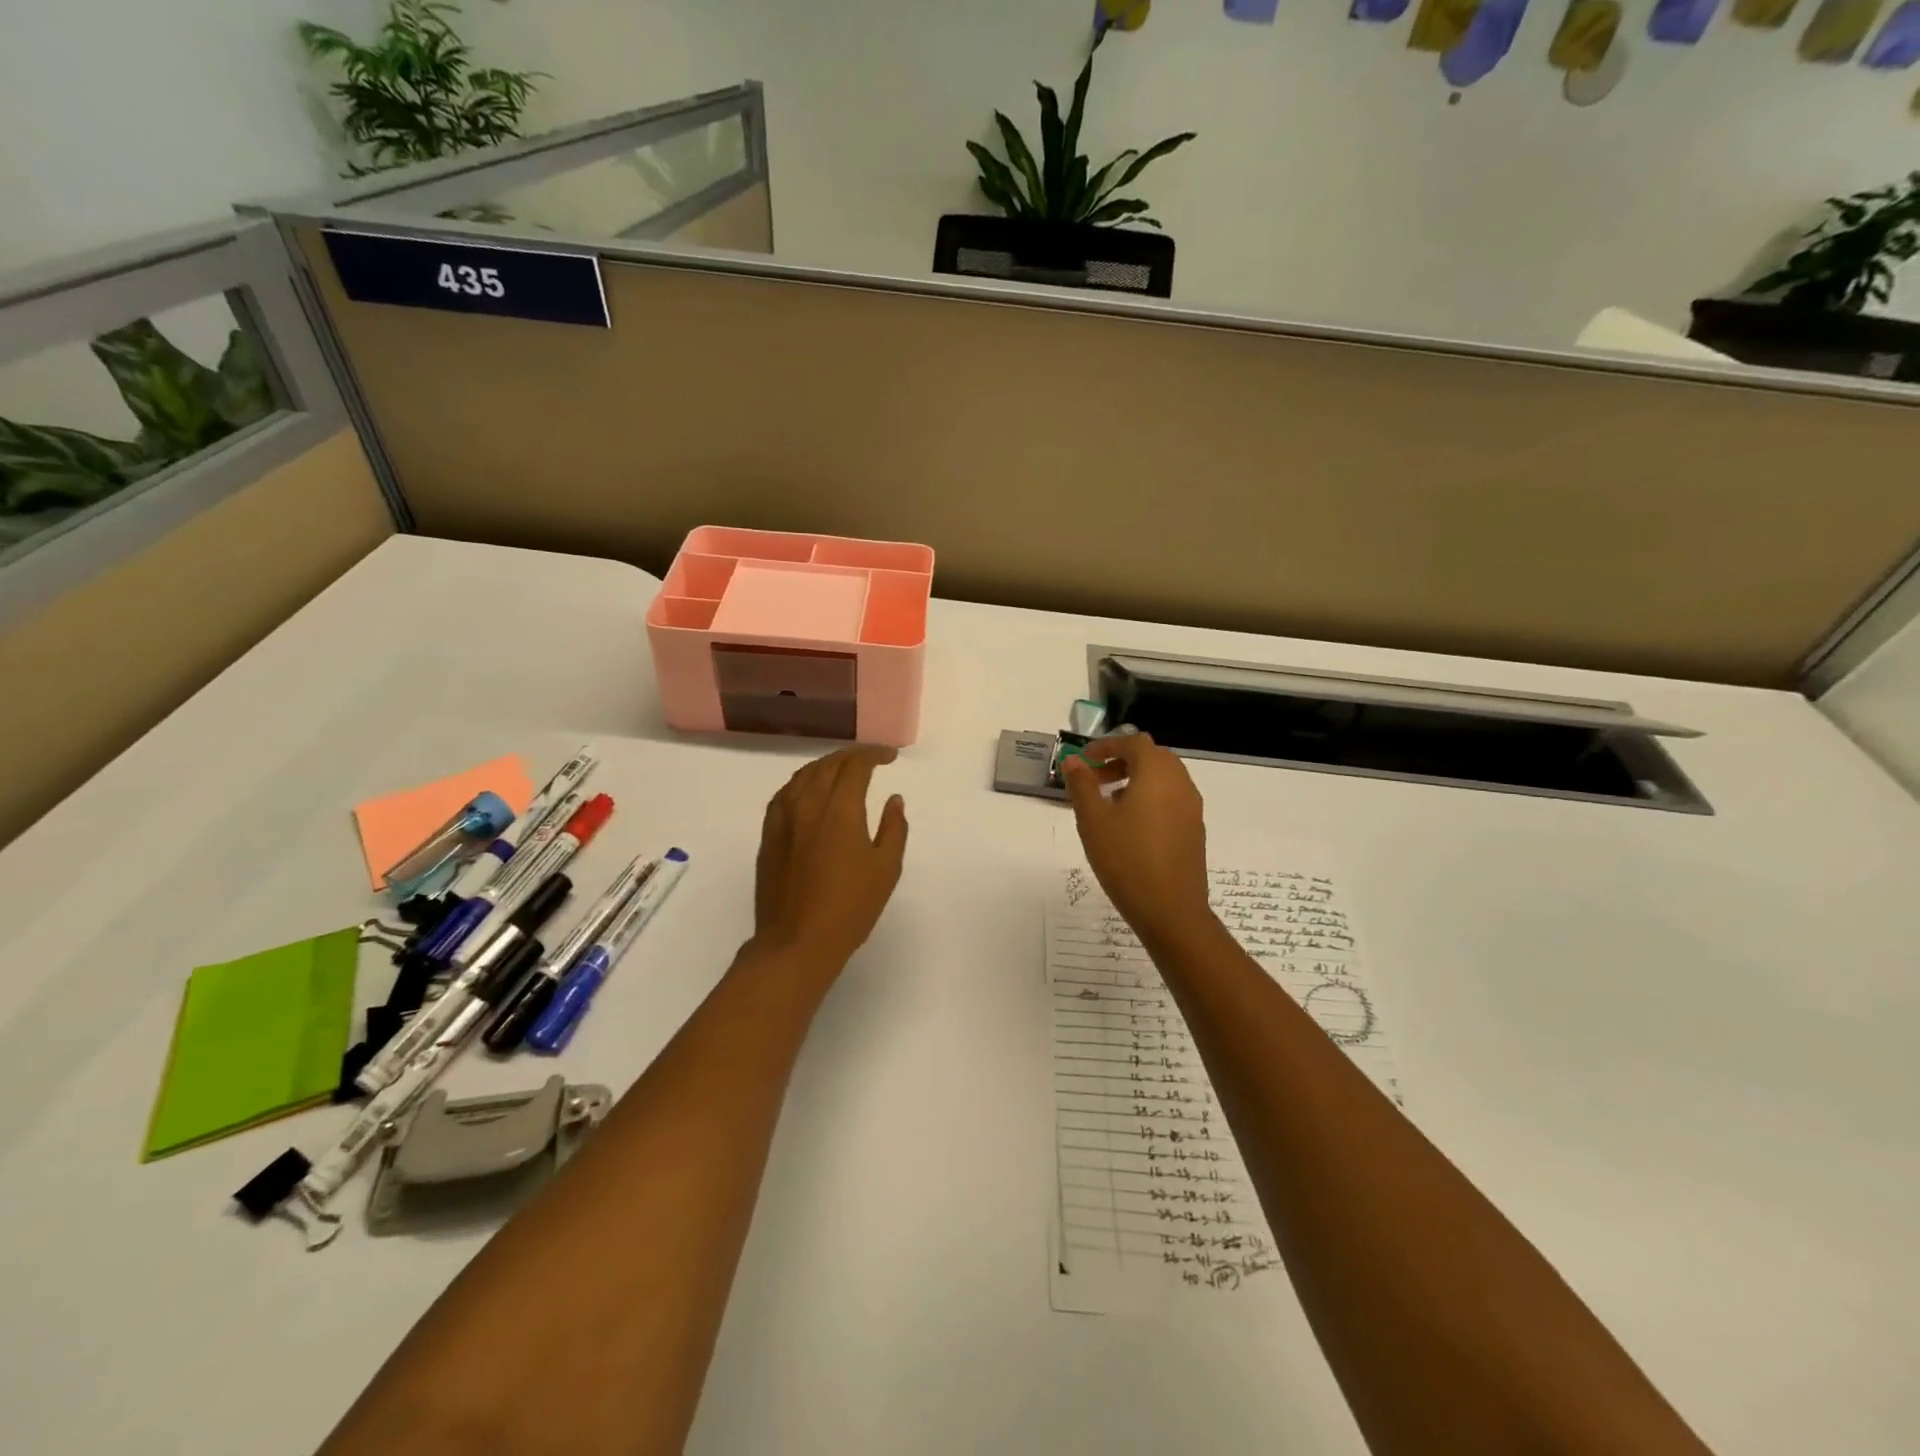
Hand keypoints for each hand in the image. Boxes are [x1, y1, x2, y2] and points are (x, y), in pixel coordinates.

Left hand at [751, 745, 909, 978]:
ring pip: (803, 775)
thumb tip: (893, 800)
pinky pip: (784, 794)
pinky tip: (809, 791)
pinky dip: (802, 783)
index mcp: (840, 809)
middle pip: (828, 765)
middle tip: (870, 760)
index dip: (874, 755)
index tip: (890, 757)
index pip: (855, 766)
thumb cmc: (850, 907)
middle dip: (851, 757)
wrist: (796, 941)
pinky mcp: (768, 834)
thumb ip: (893, 828)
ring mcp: (783, 818)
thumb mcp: (886, 869)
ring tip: (842, 770)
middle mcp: (808, 804)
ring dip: (826, 765)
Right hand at [1062, 733, 1216, 949]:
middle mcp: (1180, 783)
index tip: (1084, 760)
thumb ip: (1082, 784)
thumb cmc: (1125, 859)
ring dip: (1137, 780)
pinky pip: (1172, 799)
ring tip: (1109, 804)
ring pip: (1164, 778)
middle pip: (1152, 757)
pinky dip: (1151, 798)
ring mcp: (1192, 807)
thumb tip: (1073, 760)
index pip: (1134, 742)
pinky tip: (1131, 826)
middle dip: (1122, 761)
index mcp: (1156, 773)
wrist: (1170, 910)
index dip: (1107, 745)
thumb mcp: (1093, 820)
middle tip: (1095, 779)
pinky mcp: (1195, 829)